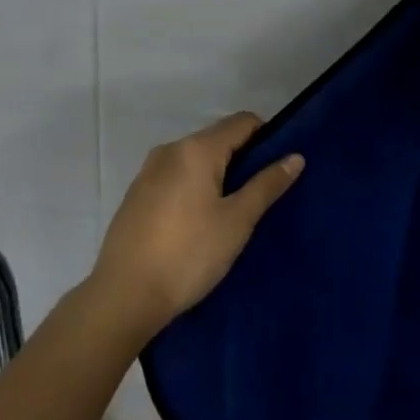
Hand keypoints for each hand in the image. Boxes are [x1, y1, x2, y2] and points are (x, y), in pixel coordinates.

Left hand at [91, 113, 303, 338]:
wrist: (123, 297)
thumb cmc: (188, 254)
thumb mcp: (237, 221)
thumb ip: (266, 185)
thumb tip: (295, 157)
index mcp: (196, 149)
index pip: (242, 122)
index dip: (266, 139)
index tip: (275, 171)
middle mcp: (170, 149)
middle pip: (217, 139)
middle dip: (241, 161)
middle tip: (255, 200)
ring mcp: (148, 171)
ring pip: (195, 161)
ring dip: (216, 177)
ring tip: (227, 216)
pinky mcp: (135, 195)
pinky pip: (174, 178)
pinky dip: (192, 189)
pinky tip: (194, 226)